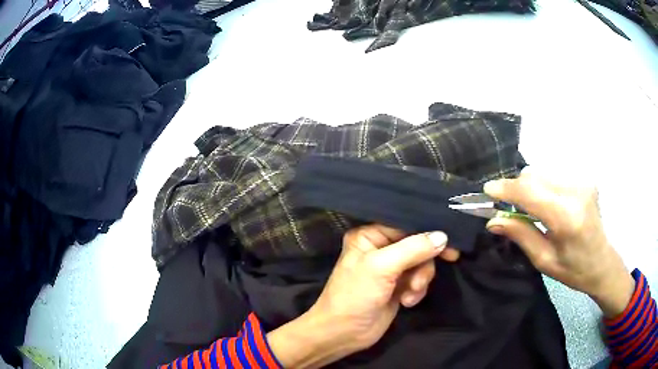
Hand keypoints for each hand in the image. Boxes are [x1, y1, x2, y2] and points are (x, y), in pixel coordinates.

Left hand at [267, 224, 458, 367]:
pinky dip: (417, 290)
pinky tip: (407, 302)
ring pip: (421, 264)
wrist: (344, 334)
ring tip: (410, 294)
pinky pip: (418, 280)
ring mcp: (390, 269)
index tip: (449, 243)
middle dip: (424, 262)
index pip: (405, 225)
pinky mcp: (397, 287)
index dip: (427, 233)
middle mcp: (380, 249)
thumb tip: (442, 236)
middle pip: (417, 245)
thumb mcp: (382, 268)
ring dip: (420, 279)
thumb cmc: (356, 296)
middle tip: (442, 266)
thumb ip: (413, 249)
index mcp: (369, 236)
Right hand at [483, 169, 633, 317]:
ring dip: (530, 186)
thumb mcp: (544, 260)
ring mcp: (582, 181)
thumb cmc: (573, 269)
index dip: (506, 189)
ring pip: (543, 172)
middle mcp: (576, 192)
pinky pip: (554, 174)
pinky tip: (548, 203)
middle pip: (535, 175)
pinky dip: (543, 185)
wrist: (602, 262)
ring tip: (532, 208)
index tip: (488, 190)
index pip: (531, 192)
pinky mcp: (584, 178)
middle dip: (517, 188)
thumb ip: (521, 235)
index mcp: (567, 218)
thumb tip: (493, 220)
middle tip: (510, 208)